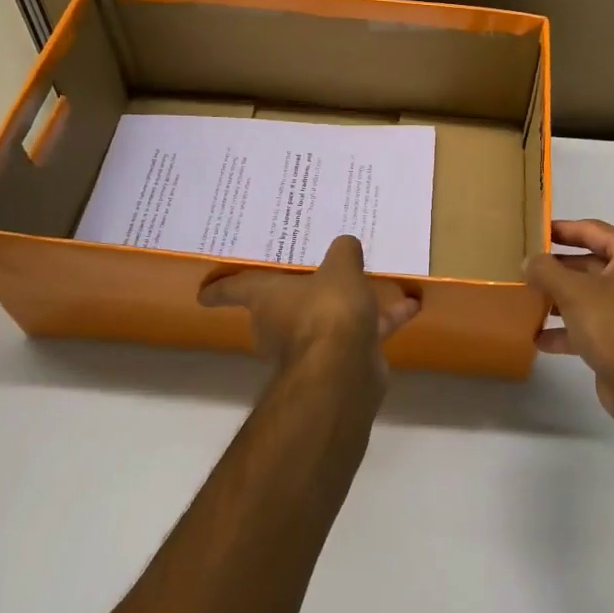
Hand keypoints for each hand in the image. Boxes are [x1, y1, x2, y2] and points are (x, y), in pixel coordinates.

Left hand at [199, 234, 419, 385]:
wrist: (345, 369)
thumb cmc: (328, 310)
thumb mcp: (339, 267)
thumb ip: (343, 252)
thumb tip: (346, 243)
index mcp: (268, 298)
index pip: (234, 290)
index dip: (220, 289)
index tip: (203, 293)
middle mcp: (283, 324)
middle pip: (281, 306)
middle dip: (294, 295)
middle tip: (309, 271)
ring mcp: (313, 345)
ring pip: (327, 318)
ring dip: (345, 305)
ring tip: (367, 281)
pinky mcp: (344, 359)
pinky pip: (363, 331)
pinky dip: (384, 318)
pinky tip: (410, 304)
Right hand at [524, 220, 613, 432]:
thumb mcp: (573, 291)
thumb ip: (546, 270)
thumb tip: (530, 262)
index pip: (594, 230)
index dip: (562, 229)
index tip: (534, 231)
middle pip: (593, 263)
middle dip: (558, 269)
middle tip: (526, 268)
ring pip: (594, 296)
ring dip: (562, 299)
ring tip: (528, 300)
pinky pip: (598, 324)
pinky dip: (572, 329)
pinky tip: (541, 338)